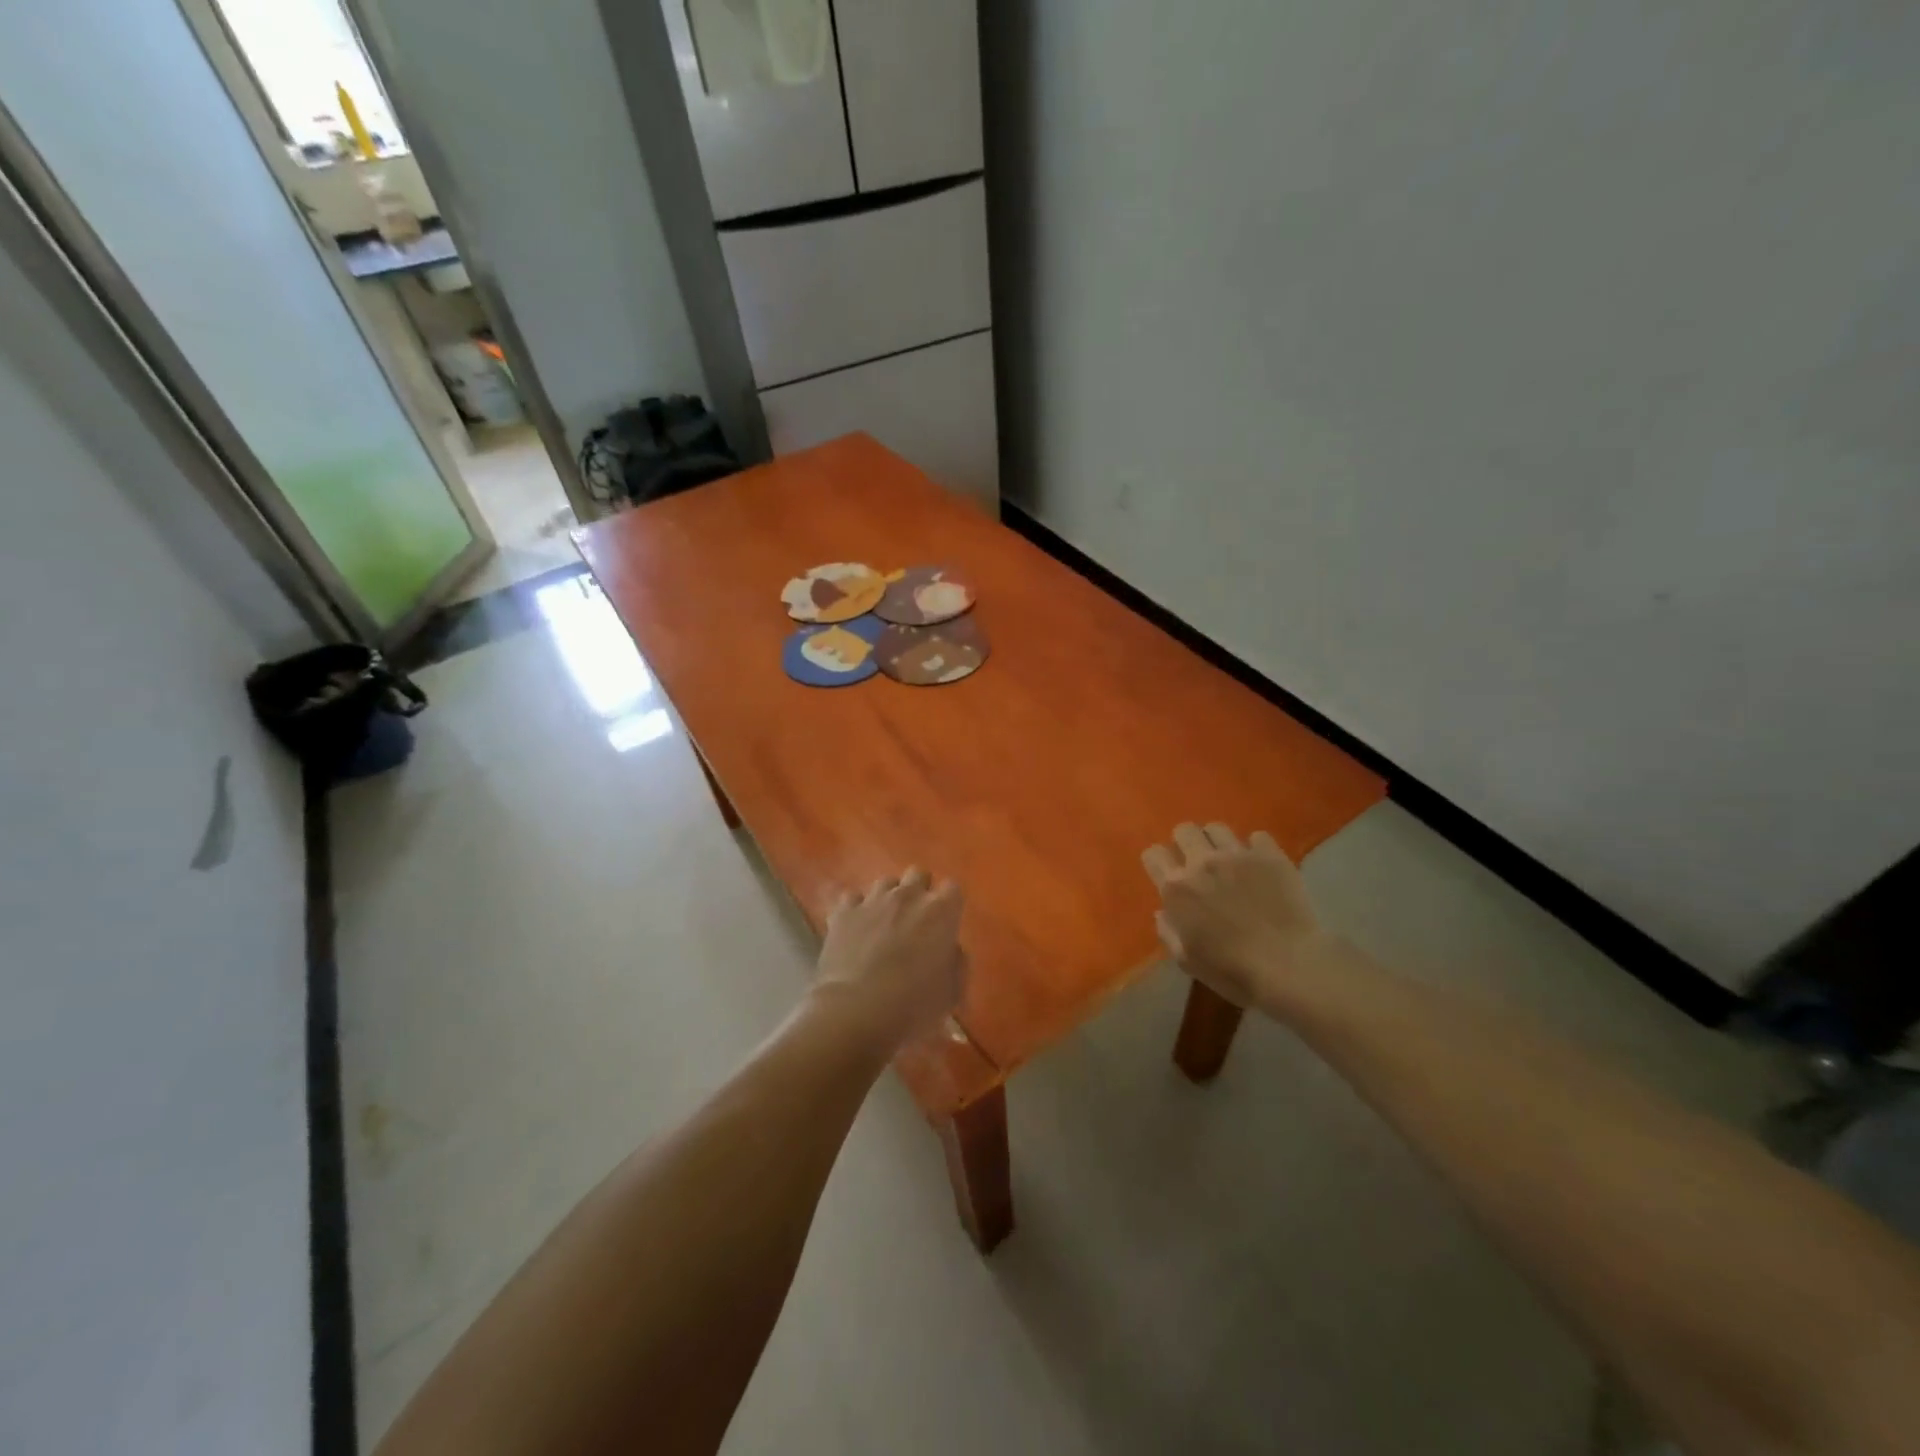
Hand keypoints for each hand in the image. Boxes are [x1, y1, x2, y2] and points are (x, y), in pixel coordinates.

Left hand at [814, 869, 966, 1049]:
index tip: (946, 924)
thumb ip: (956, 962)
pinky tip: (855, 928)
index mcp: (941, 912)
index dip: (950, 905)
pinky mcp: (843, 912)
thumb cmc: (913, 1005)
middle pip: (918, 874)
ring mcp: (873, 900)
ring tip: (884, 923)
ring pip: (885, 882)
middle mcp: (908, 896)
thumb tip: (949, 949)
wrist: (856, 1012)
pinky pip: (852, 899)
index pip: (953, 889)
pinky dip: (856, 910)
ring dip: (889, 898)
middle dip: (919, 891)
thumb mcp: (952, 992)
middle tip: (916, 920)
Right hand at [1142, 823, 1328, 1013]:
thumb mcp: (1187, 960)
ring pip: (1217, 828)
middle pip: (1184, 830)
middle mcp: (1202, 862)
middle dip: (1186, 843)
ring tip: (1228, 860)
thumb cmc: (1233, 971)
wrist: (1290, 966)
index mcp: (1177, 888)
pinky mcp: (1271, 855)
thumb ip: (1168, 931)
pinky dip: (1255, 848)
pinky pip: (1257, 836)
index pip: (1153, 854)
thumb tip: (1163, 911)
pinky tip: (1260, 866)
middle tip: (1197, 864)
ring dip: (1217, 842)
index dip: (1158, 862)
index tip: (1166, 874)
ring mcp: (1238, 855)